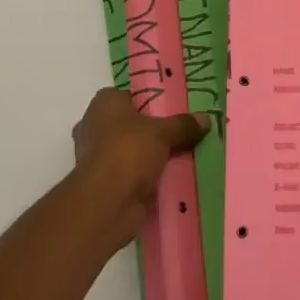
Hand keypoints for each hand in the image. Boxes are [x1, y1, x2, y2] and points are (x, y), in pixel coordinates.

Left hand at [71, 90, 208, 252]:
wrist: (105, 204)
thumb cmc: (128, 152)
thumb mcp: (163, 133)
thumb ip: (183, 125)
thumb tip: (205, 119)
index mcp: (104, 104)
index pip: (128, 96)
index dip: (148, 102)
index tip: (171, 110)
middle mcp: (93, 127)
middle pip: (129, 125)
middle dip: (150, 132)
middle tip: (179, 135)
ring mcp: (95, 158)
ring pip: (128, 152)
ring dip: (147, 158)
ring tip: (178, 158)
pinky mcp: (101, 185)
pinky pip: (127, 175)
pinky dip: (142, 178)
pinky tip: (167, 180)